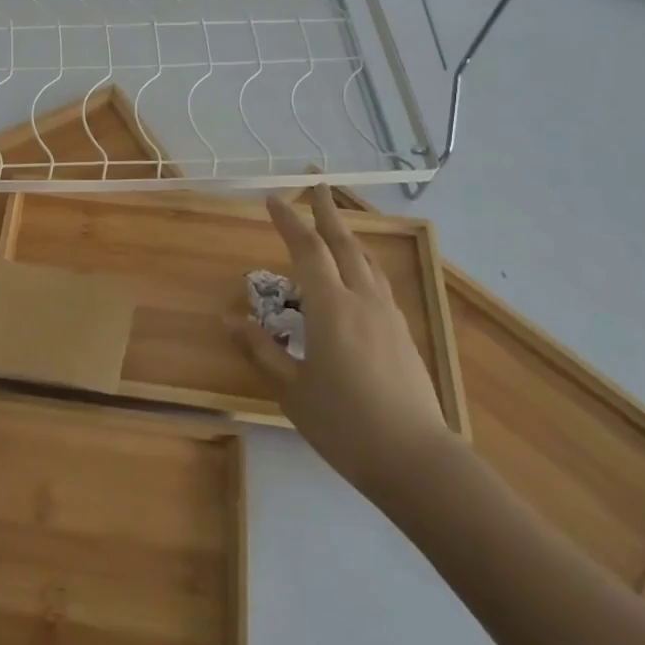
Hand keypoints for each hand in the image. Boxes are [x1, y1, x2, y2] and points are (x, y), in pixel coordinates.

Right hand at [231, 187, 455, 502]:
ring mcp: (387, 316)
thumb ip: (261, 350)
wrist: (416, 459)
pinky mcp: (402, 334)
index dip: (289, 221)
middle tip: (317, 185)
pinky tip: (360, 276)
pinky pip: (379, 283)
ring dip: (348, 236)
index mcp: (331, 308)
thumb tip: (228, 319)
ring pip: (366, 262)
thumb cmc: (344, 423)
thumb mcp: (292, 389)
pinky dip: (363, 265)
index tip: (273, 199)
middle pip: (344, 244)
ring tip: (336, 224)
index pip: (307, 250)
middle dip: (327, 212)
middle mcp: (362, 300)